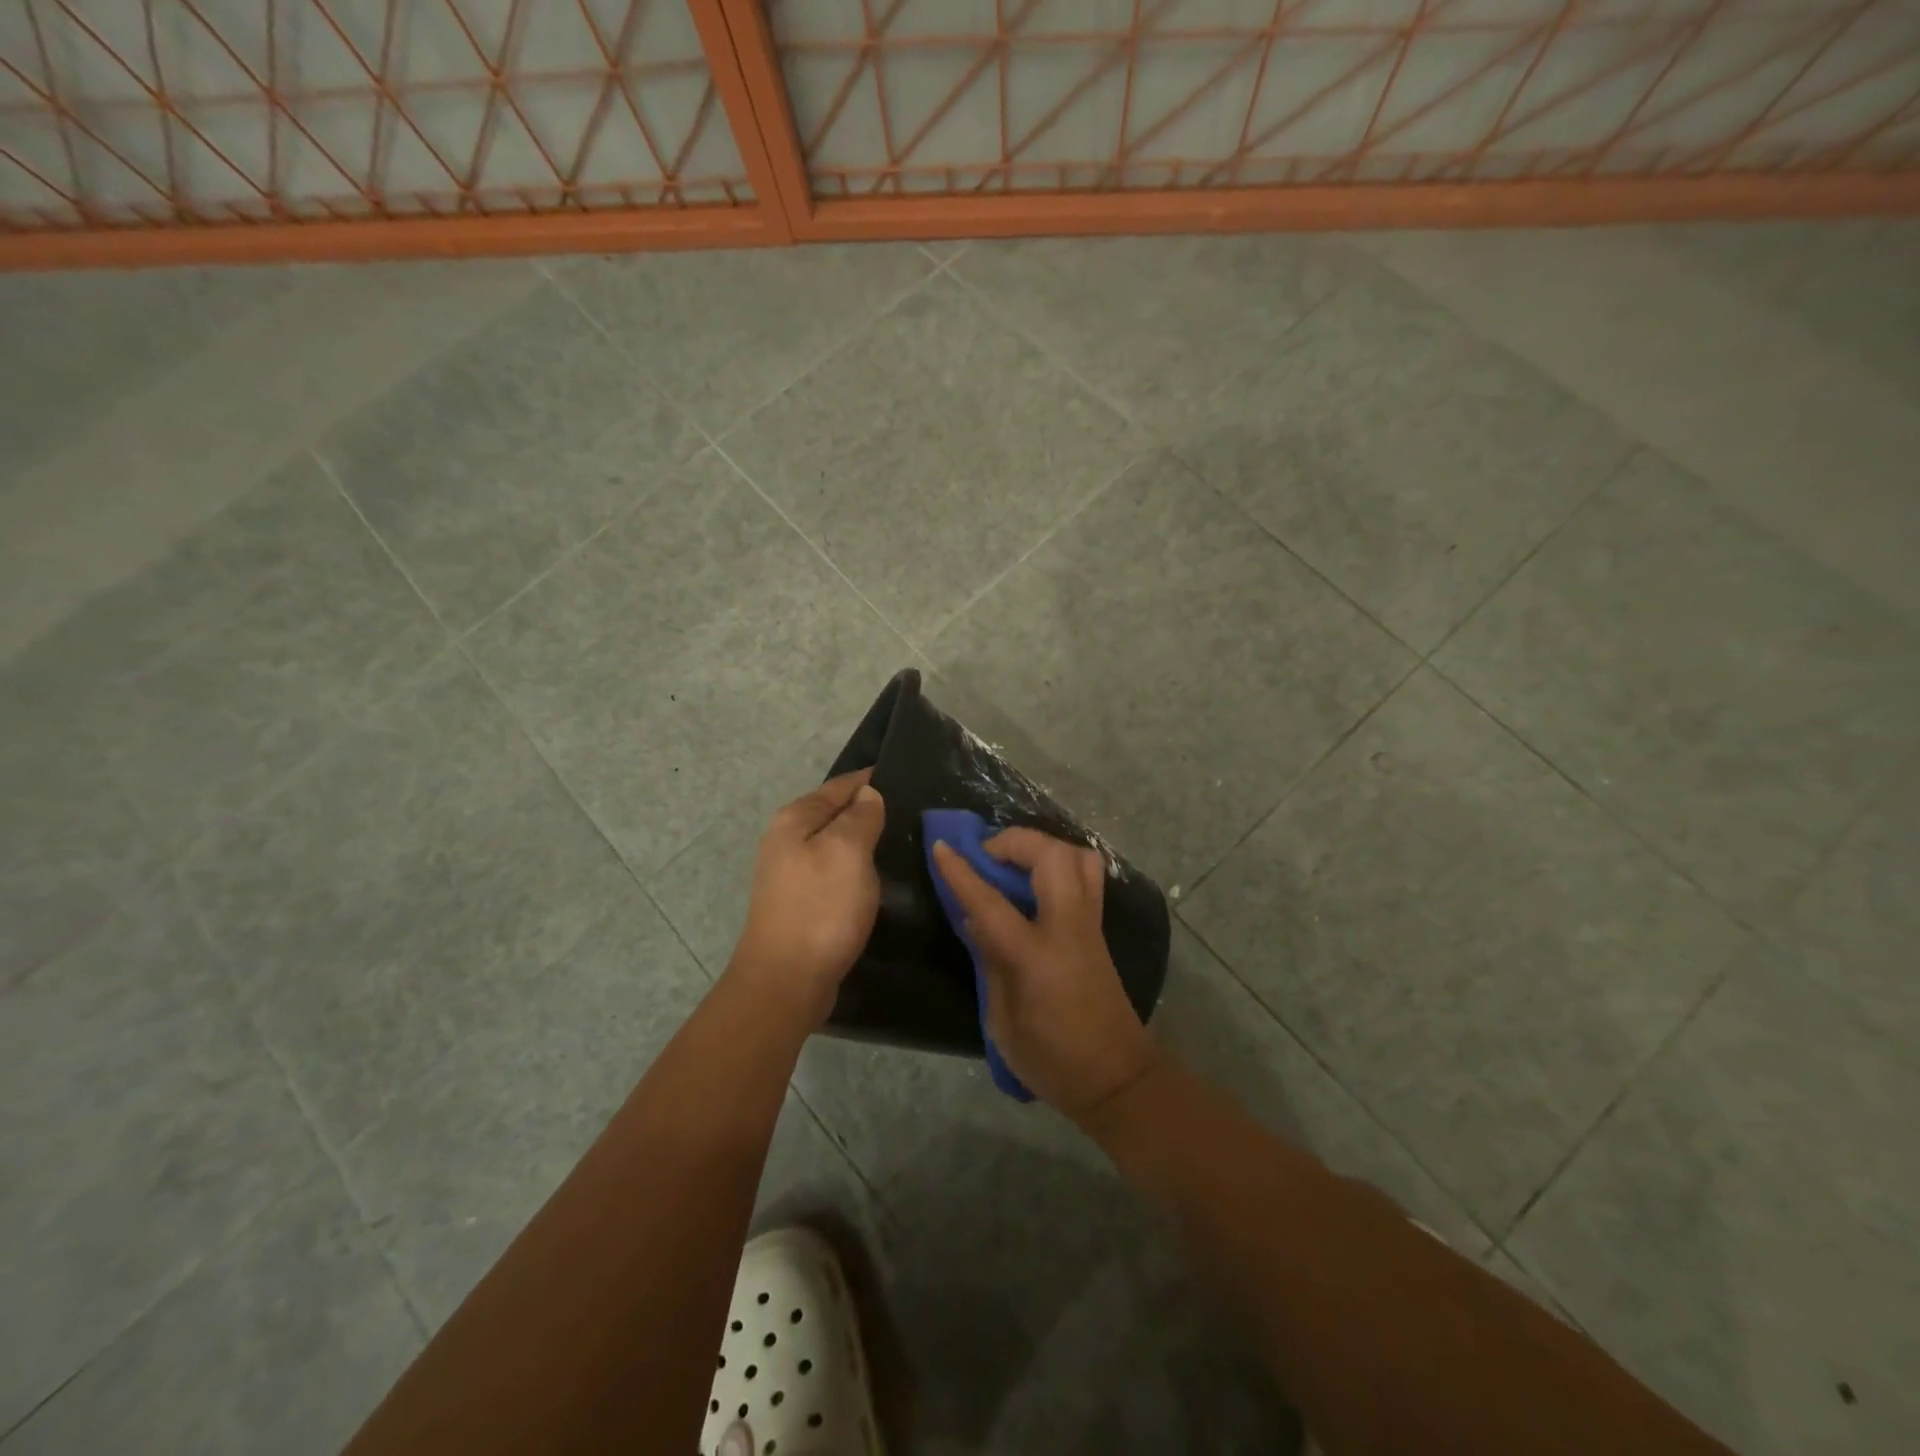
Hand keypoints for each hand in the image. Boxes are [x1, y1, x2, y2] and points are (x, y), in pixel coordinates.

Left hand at [726, 770, 885, 1027]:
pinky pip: (833, 871)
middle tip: (911, 811)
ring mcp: (790, 873)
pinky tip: (875, 877)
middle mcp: (785, 840)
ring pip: (834, 844)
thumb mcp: (847, 851)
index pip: (839, 786)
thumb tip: (868, 793)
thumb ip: (860, 817)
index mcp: (794, 819)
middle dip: (867, 810)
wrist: (786, 981)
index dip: (870, 780)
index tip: (906, 777)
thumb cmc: (820, 908)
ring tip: (899, 841)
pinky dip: (854, 868)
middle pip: (834, 813)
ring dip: (862, 841)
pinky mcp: (800, 902)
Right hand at [932, 827, 1160, 1123]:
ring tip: (1014, 862)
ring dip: (1043, 847)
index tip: (939, 846)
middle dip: (1015, 841)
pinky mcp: (1099, 928)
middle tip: (987, 854)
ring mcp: (1090, 925)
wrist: (1117, 1078)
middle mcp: (1069, 929)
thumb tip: (974, 919)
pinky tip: (1036, 883)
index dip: (961, 872)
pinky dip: (1060, 863)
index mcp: (1037, 958)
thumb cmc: (1052, 1061)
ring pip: (1079, 857)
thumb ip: (990, 962)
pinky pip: (1087, 876)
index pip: (991, 903)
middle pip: (1052, 857)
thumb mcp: (1003, 1022)